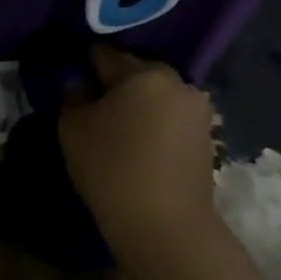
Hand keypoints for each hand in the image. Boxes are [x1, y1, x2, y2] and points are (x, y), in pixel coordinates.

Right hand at [57, 45, 220, 247]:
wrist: (165, 225)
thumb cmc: (111, 167)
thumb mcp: (73, 128)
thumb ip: (73, 97)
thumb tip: (80, 85)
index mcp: (143, 73)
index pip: (106, 55)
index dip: (85, 62)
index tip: (74, 74)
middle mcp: (176, 83)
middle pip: (137, 72)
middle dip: (116, 83)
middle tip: (94, 102)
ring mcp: (197, 111)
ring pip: (157, 95)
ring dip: (139, 104)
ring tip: (117, 126)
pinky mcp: (207, 137)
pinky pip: (171, 118)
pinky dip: (155, 123)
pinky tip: (139, 142)